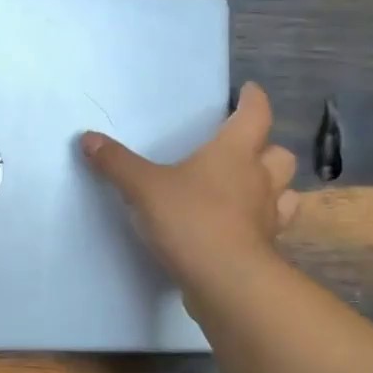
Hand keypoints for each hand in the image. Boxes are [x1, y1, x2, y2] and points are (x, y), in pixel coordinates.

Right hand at [80, 82, 299, 297]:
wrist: (225, 281)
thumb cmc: (190, 220)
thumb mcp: (143, 188)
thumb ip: (116, 163)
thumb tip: (87, 138)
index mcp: (234, 153)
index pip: (255, 114)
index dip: (253, 99)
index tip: (248, 91)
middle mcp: (259, 179)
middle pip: (278, 154)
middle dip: (266, 147)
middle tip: (245, 149)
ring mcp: (268, 216)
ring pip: (285, 191)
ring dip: (273, 185)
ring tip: (251, 188)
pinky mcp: (265, 248)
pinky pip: (272, 226)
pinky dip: (262, 221)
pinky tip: (243, 226)